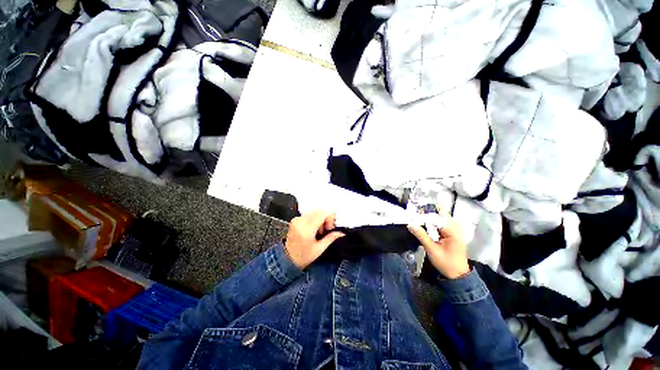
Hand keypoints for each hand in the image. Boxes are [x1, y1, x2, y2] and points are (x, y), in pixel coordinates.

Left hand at [284, 210, 345, 269]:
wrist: (288, 259)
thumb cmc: (303, 256)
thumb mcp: (319, 249)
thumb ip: (331, 238)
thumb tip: (341, 232)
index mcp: (307, 229)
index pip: (322, 213)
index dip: (330, 217)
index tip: (331, 226)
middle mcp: (301, 222)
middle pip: (319, 210)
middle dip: (326, 217)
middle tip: (327, 229)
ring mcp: (297, 220)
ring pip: (314, 211)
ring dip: (320, 218)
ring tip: (320, 230)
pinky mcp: (295, 220)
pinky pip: (308, 214)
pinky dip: (314, 218)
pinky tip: (314, 228)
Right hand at [407, 209, 469, 278]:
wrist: (457, 276)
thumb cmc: (446, 263)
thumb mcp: (431, 249)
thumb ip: (421, 236)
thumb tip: (411, 225)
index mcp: (452, 232)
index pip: (436, 219)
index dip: (424, 218)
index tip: (413, 219)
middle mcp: (454, 230)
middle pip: (439, 218)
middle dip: (426, 218)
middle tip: (414, 220)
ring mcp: (454, 233)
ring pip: (439, 222)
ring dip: (429, 222)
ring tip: (417, 223)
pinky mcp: (451, 237)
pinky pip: (441, 227)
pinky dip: (432, 227)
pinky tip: (425, 228)